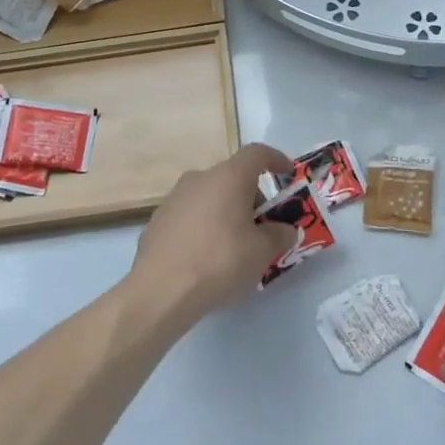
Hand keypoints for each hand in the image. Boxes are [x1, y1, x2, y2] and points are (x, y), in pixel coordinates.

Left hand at [130, 143, 297, 323]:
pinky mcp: (157, 221)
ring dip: (227, 212)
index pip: (257, 153)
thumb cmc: (220, 261)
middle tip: (263, 227)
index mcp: (228, 177)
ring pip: (210, 196)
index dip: (276, 159)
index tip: (288, 173)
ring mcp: (173, 199)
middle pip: (233, 177)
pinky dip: (204, 226)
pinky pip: (190, 216)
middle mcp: (199, 179)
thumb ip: (279, 235)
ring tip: (235, 245)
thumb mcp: (262, 252)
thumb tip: (284, 230)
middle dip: (252, 198)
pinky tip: (207, 257)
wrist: (160, 290)